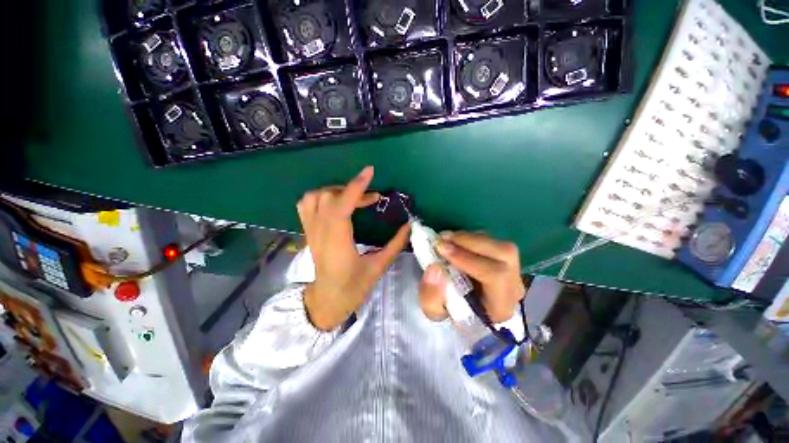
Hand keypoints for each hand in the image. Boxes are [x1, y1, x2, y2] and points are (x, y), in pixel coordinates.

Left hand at [298, 166, 409, 330]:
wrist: (327, 301)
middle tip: (373, 198)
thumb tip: (409, 226)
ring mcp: (310, 232)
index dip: (356, 187)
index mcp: (338, 243)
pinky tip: (335, 202)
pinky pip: (305, 205)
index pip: (342, 207)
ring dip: (335, 190)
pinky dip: (320, 196)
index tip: (369, 172)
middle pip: (328, 197)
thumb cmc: (353, 288)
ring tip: (353, 197)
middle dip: (352, 190)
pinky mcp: (308, 232)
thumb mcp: (378, 267)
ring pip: (314, 198)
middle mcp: (320, 234)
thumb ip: (395, 245)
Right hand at [419, 232, 525, 322]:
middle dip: (471, 242)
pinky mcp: (505, 260)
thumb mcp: (434, 312)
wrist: (461, 310)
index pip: (496, 276)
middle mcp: (513, 288)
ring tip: (446, 238)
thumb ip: (431, 295)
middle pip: (505, 254)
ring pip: (500, 245)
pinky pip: (494, 242)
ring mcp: (513, 272)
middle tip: (443, 239)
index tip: (442, 249)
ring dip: (471, 238)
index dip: (468, 259)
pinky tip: (456, 241)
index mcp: (500, 308)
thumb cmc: (449, 314)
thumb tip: (435, 268)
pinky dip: (473, 237)